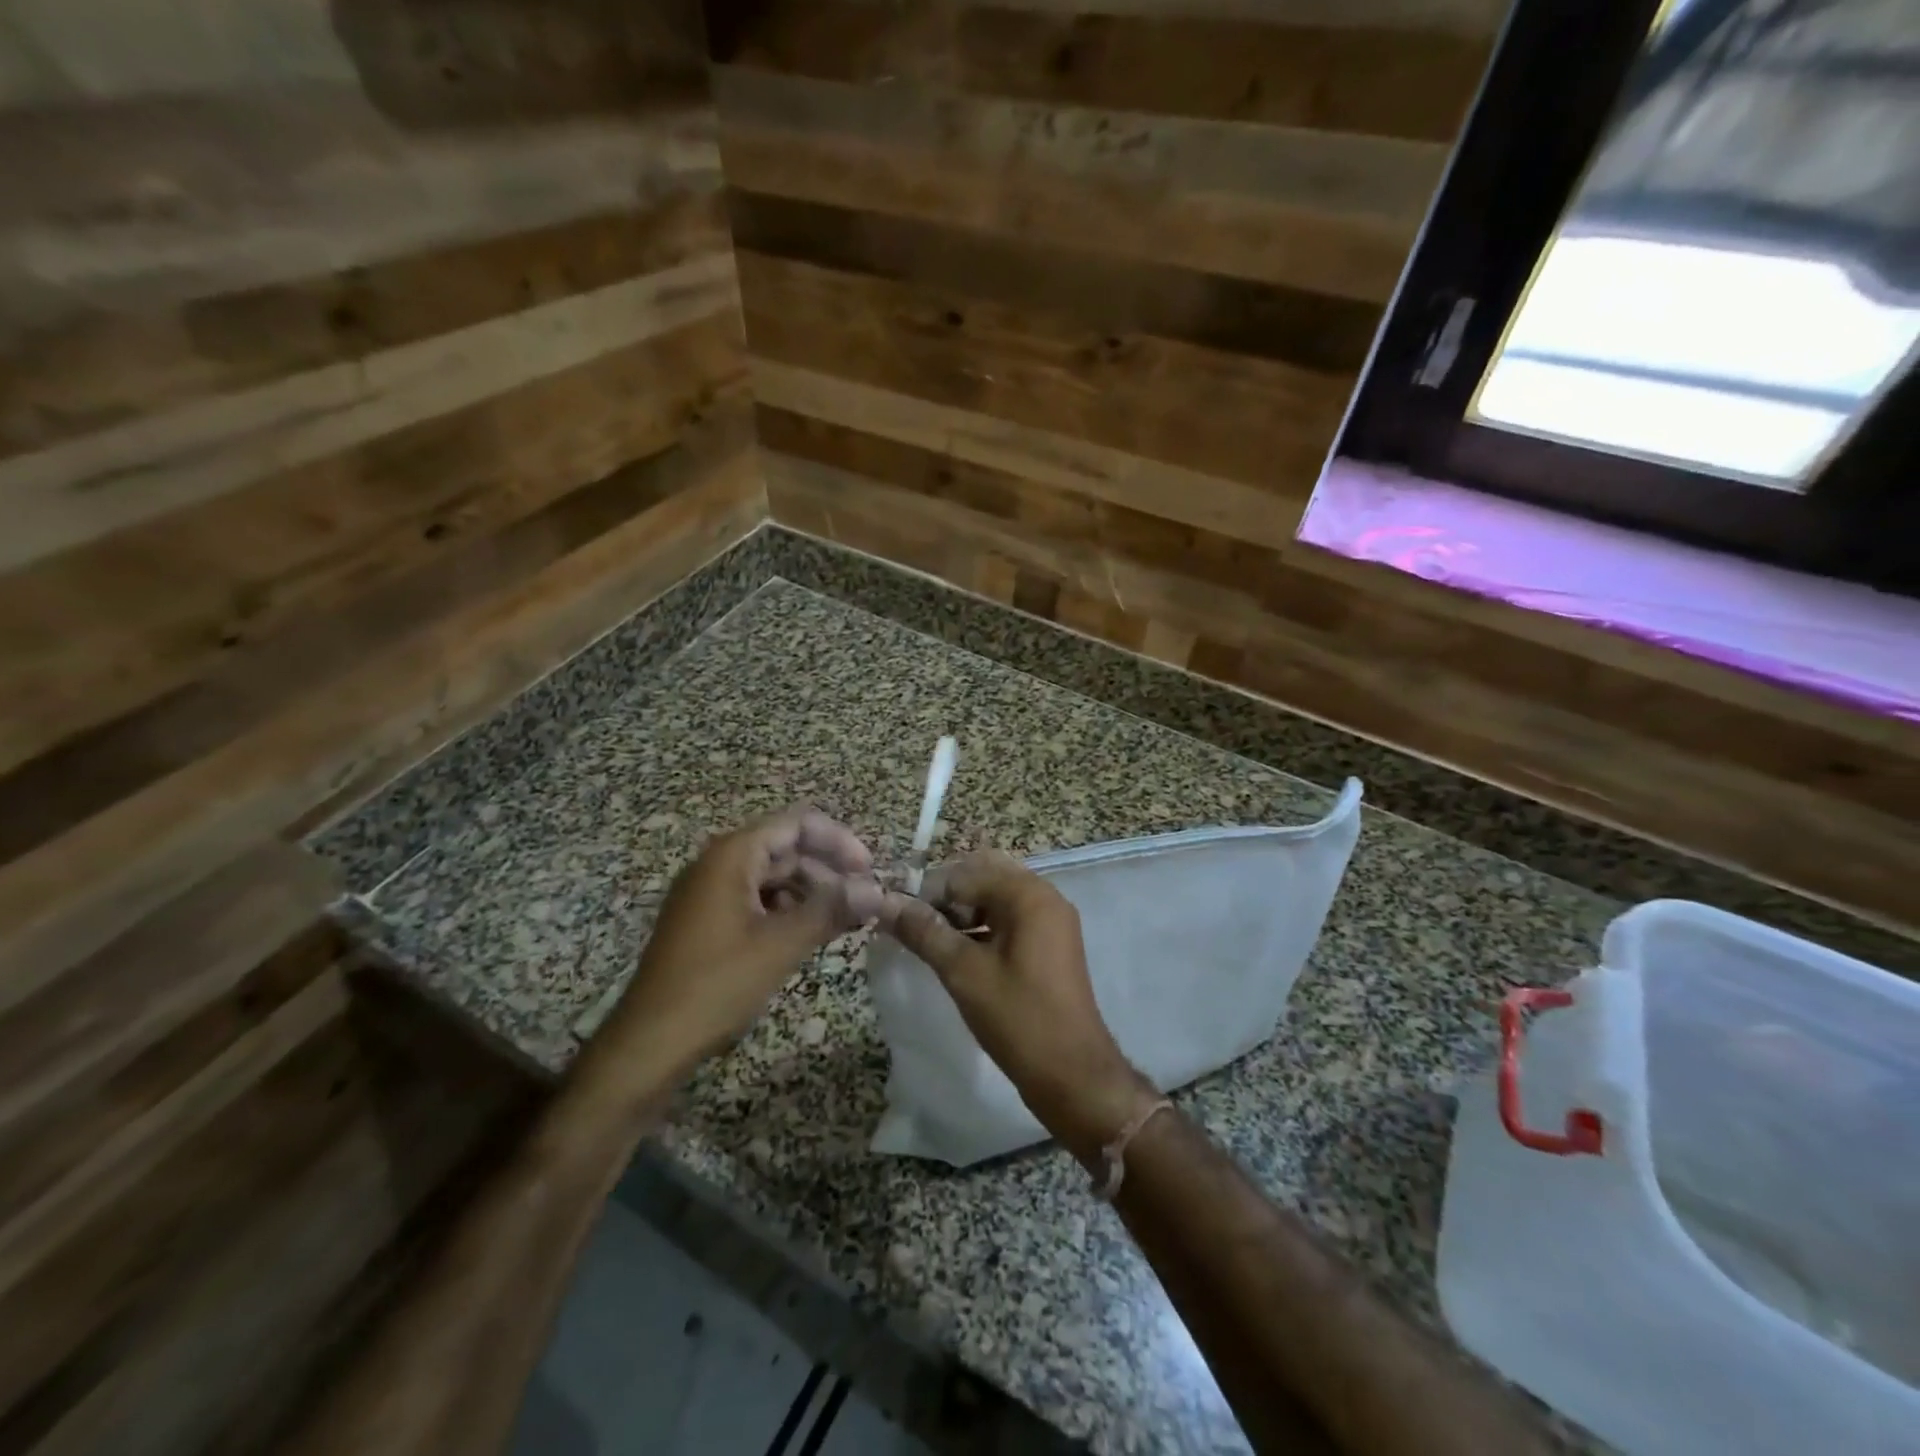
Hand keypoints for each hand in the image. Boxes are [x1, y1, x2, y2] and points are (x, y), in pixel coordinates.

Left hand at [600, 809, 882, 1071]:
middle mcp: (717, 864)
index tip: (869, 870)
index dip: (838, 840)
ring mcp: (708, 893)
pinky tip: (808, 935)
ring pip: (772, 877)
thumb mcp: (782, 945)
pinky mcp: (705, 922)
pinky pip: (755, 901)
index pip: (796, 824)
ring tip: (844, 919)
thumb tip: (877, 890)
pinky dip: (787, 911)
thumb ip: (831, 910)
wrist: (649, 1043)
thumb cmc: (717, 984)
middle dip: (827, 869)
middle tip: (863, 900)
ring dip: (810, 892)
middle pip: (785, 848)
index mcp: (732, 855)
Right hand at [879, 852, 1156, 1165]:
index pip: (966, 873)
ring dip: (963, 914)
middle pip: (984, 878)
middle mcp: (1045, 898)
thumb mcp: (963, 972)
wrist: (1073, 1076)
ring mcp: (1051, 922)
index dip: (929, 894)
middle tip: (920, 932)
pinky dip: (983, 930)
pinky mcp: (1051, 946)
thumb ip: (924, 932)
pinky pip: (1010, 922)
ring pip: (996, 900)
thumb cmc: (1018, 1018)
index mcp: (1029, 894)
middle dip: (948, 900)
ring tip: (934, 947)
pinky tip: (959, 959)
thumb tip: (884, 902)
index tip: (902, 923)